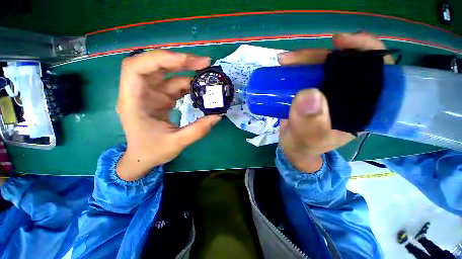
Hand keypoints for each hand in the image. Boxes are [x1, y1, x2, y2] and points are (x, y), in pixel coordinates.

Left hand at [116, 50, 221, 180]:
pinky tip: (201, 88)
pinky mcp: (161, 97)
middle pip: (155, 65)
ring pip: (168, 74)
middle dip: (179, 61)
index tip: (186, 62)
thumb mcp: (176, 143)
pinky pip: (175, 85)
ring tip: (207, 74)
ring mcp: (151, 94)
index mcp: (133, 101)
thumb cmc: (152, 151)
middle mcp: (140, 92)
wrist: (143, 157)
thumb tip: (217, 116)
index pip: (137, 68)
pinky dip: (189, 84)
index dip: (160, 59)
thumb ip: (197, 130)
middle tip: (204, 63)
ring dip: (187, 71)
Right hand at [278, 32, 391, 172]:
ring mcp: (328, 92)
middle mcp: (348, 96)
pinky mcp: (312, 92)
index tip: (342, 42)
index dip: (366, 51)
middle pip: (343, 64)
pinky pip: (307, 74)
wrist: (293, 147)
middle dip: (320, 56)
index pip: (377, 73)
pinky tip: (285, 67)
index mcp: (361, 108)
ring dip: (304, 60)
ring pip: (323, 66)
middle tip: (294, 58)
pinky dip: (297, 68)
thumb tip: (309, 94)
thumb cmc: (305, 146)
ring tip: (284, 61)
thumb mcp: (308, 139)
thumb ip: (310, 123)